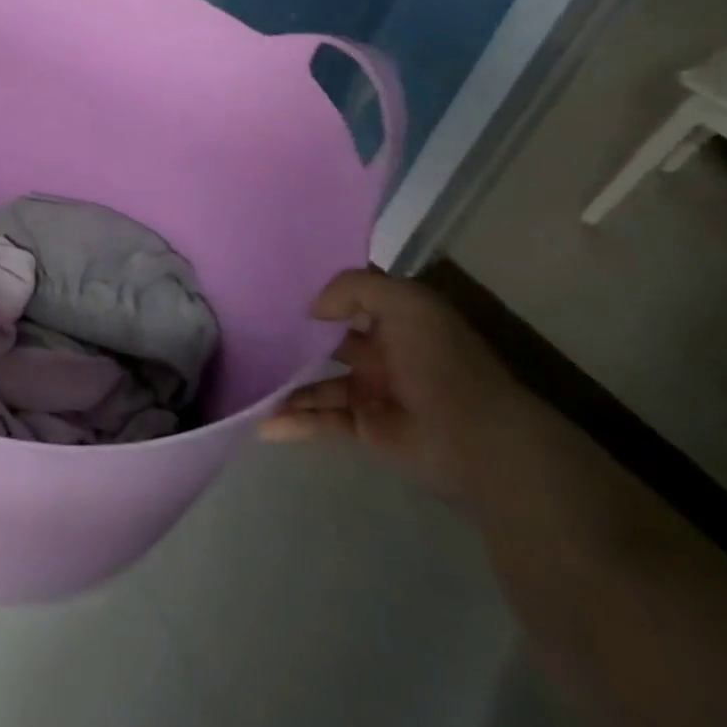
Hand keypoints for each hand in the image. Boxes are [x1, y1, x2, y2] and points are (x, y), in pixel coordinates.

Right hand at [259, 270, 530, 501]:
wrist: (479, 440)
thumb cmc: (442, 362)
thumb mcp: (405, 303)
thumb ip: (353, 288)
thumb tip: (311, 310)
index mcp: (395, 320)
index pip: (350, 298)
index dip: (317, 291)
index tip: (272, 286)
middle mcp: (382, 352)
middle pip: (327, 340)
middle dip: (292, 336)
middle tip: (246, 330)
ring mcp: (371, 391)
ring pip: (317, 383)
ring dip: (285, 383)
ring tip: (247, 379)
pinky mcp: (365, 428)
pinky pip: (321, 420)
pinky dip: (292, 421)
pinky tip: (263, 422)